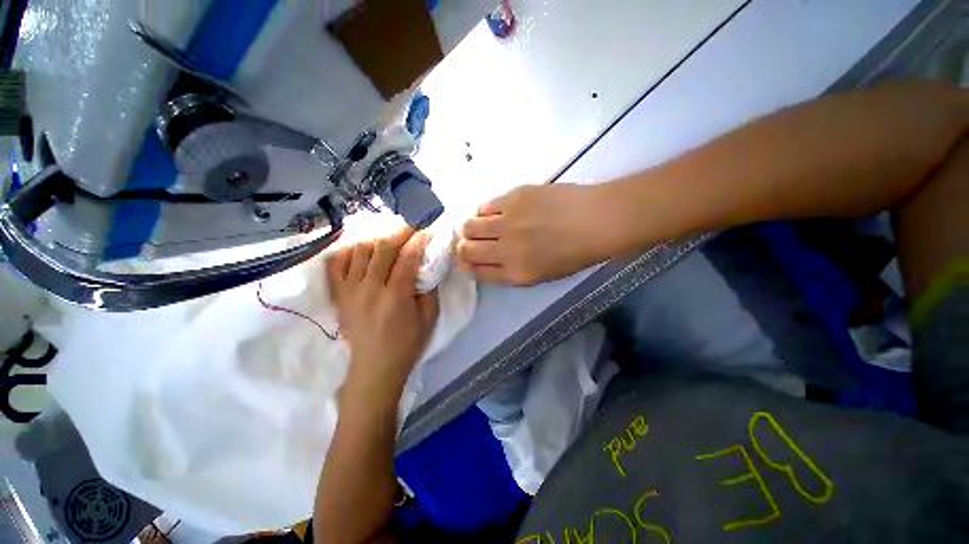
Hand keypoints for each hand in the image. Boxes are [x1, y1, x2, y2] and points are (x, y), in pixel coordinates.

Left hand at [327, 228, 438, 396]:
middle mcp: (370, 288)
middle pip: (383, 248)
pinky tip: (361, 249)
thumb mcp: (429, 318)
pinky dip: (348, 251)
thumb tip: (427, 265)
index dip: (419, 241)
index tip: (427, 232)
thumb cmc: (407, 344)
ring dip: (377, 239)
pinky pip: (337, 264)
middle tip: (411, 227)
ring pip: (360, 250)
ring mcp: (350, 290)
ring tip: (389, 238)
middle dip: (400, 232)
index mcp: (396, 296)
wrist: (375, 367)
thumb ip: (429, 289)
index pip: (408, 257)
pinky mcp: (339, 295)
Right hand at [457, 184, 618, 284]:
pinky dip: (483, 212)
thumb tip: (486, 259)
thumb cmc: (575, 253)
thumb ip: (510, 271)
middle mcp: (507, 250)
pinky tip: (493, 213)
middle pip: (466, 249)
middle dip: (462, 247)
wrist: (597, 220)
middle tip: (469, 242)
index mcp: (516, 274)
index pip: (475, 271)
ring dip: (469, 228)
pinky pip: (484, 206)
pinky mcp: (513, 198)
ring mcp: (508, 222)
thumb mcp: (541, 274)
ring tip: (478, 226)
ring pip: (469, 226)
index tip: (465, 259)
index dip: (466, 265)